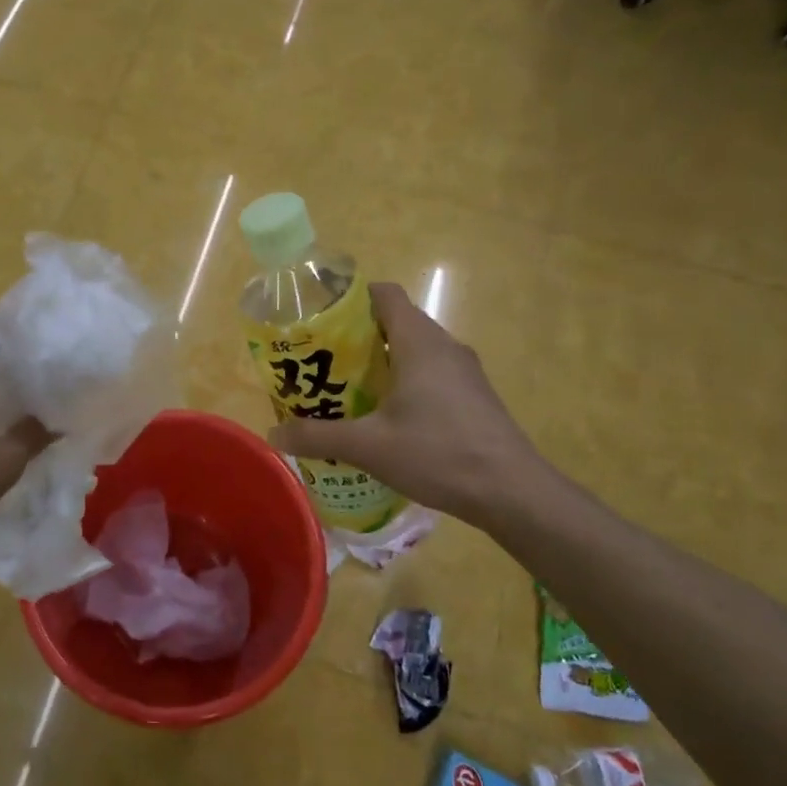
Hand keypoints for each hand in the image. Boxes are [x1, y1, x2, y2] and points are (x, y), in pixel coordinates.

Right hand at [266, 283, 547, 526]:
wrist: (512, 491)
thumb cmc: (438, 453)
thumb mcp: (369, 447)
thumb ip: (318, 437)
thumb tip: (274, 435)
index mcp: (419, 341)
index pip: (384, 294)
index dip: (351, 299)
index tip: (321, 321)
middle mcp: (444, 346)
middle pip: (396, 322)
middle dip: (357, 338)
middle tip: (323, 363)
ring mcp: (464, 372)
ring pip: (414, 350)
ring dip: (381, 363)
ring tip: (347, 392)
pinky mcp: (474, 396)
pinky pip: (431, 374)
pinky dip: (405, 383)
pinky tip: (387, 419)